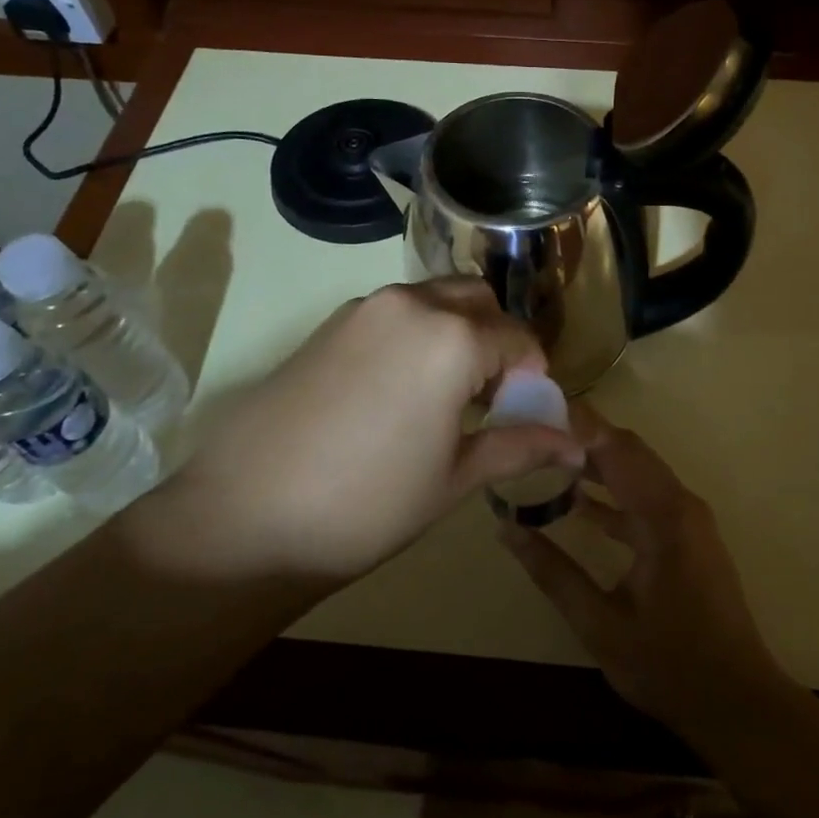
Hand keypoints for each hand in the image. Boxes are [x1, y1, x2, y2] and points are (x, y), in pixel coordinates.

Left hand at [135, 279, 580, 586]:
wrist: (242, 517)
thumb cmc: (366, 506)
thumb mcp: (454, 479)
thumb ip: (519, 447)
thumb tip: (576, 444)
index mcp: (451, 337)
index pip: (519, 338)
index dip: (533, 376)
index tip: (525, 413)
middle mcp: (410, 305)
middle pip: (478, 301)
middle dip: (498, 340)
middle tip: (488, 399)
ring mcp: (363, 309)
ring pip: (434, 300)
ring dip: (456, 332)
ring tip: (443, 397)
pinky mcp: (328, 324)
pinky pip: (394, 314)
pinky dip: (416, 335)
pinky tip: (397, 392)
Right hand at [498, 408, 785, 737]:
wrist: (738, 703)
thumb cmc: (669, 665)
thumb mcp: (600, 623)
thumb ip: (553, 573)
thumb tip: (506, 531)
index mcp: (663, 515)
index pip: (615, 448)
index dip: (577, 423)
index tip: (536, 406)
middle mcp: (680, 504)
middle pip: (628, 450)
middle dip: (583, 435)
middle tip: (533, 427)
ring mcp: (688, 520)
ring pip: (637, 472)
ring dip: (597, 463)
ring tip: (546, 457)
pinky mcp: (687, 538)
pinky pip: (646, 499)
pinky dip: (613, 494)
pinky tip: (578, 505)